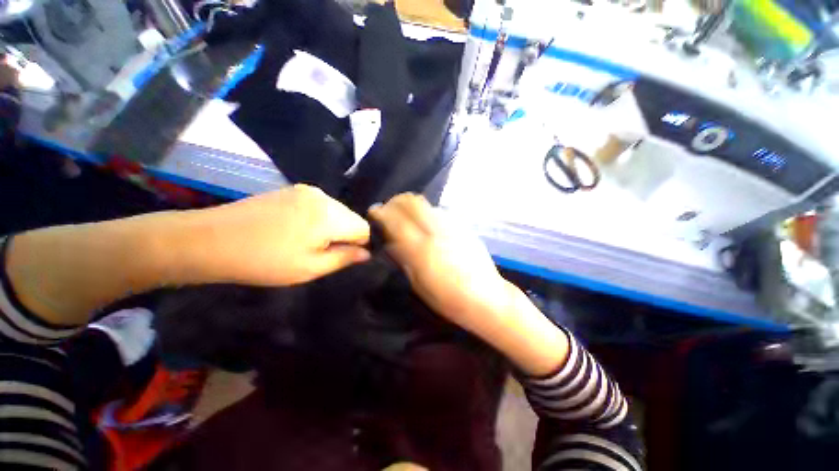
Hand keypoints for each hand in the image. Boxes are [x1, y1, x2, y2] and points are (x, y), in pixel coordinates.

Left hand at [175, 185, 370, 285]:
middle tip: (322, 252)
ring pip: (337, 211)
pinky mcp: (293, 190)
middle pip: (351, 217)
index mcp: (329, 215)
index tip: (341, 257)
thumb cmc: (263, 261)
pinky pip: (321, 205)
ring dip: (332, 227)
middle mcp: (323, 196)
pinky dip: (319, 218)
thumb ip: (344, 258)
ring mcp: (306, 190)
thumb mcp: (309, 267)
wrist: (210, 240)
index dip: (359, 244)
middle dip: (346, 235)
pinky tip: (297, 230)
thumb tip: (366, 253)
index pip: (364, 227)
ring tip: (307, 241)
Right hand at [369, 193, 568, 374]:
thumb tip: (391, 240)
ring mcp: (452, 226)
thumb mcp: (418, 284)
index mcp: (421, 249)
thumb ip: (403, 257)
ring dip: (411, 206)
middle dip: (395, 202)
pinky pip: (439, 212)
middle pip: (410, 201)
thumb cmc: (448, 299)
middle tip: (389, 211)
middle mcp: (436, 231)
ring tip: (406, 217)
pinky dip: (427, 214)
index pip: (394, 219)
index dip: (380, 212)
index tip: (374, 212)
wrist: (487, 297)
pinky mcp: (463, 226)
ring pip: (425, 204)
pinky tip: (427, 226)